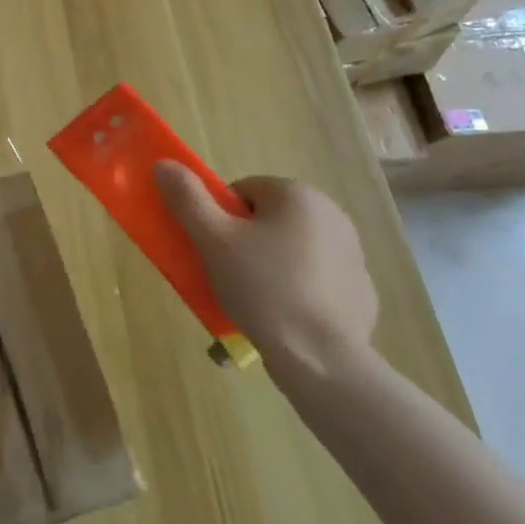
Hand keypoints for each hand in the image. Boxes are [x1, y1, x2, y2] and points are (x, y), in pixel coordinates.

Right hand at [153, 166, 378, 383]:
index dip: (220, 218)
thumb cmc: (263, 287)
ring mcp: (351, 255)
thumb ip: (187, 198)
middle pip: (267, 219)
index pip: (243, 191)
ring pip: (290, 250)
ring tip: (250, 303)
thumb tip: (164, 164)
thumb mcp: (212, 240)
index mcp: (298, 195)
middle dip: (244, 243)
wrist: (322, 359)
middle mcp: (331, 215)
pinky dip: (296, 292)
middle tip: (227, 275)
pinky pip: (314, 281)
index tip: (214, 248)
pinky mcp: (360, 292)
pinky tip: (282, 319)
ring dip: (268, 267)